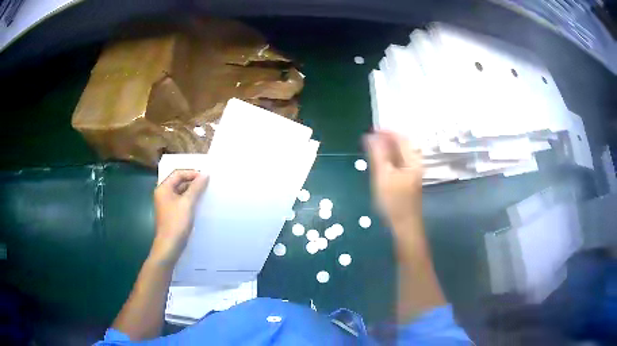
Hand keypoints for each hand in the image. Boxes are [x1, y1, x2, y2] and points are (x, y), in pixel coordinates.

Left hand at [151, 170, 208, 264]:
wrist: (169, 246)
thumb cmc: (176, 223)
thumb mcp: (188, 203)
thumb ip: (196, 187)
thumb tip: (205, 174)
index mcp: (163, 188)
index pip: (178, 174)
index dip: (191, 173)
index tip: (205, 177)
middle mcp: (163, 194)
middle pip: (178, 181)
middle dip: (192, 182)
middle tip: (207, 184)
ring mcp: (166, 204)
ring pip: (180, 192)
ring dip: (191, 191)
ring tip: (205, 193)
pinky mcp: (171, 213)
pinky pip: (181, 201)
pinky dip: (189, 200)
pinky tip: (198, 203)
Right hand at [363, 131, 423, 225]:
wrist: (404, 225)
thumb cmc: (394, 201)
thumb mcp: (383, 176)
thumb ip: (377, 154)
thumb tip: (370, 136)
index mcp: (412, 160)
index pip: (400, 137)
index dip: (386, 131)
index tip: (370, 130)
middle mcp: (415, 162)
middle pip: (401, 144)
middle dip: (385, 139)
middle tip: (368, 139)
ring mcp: (413, 171)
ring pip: (399, 153)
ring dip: (386, 148)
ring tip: (371, 148)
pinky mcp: (408, 179)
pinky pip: (398, 161)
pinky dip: (389, 158)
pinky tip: (379, 162)